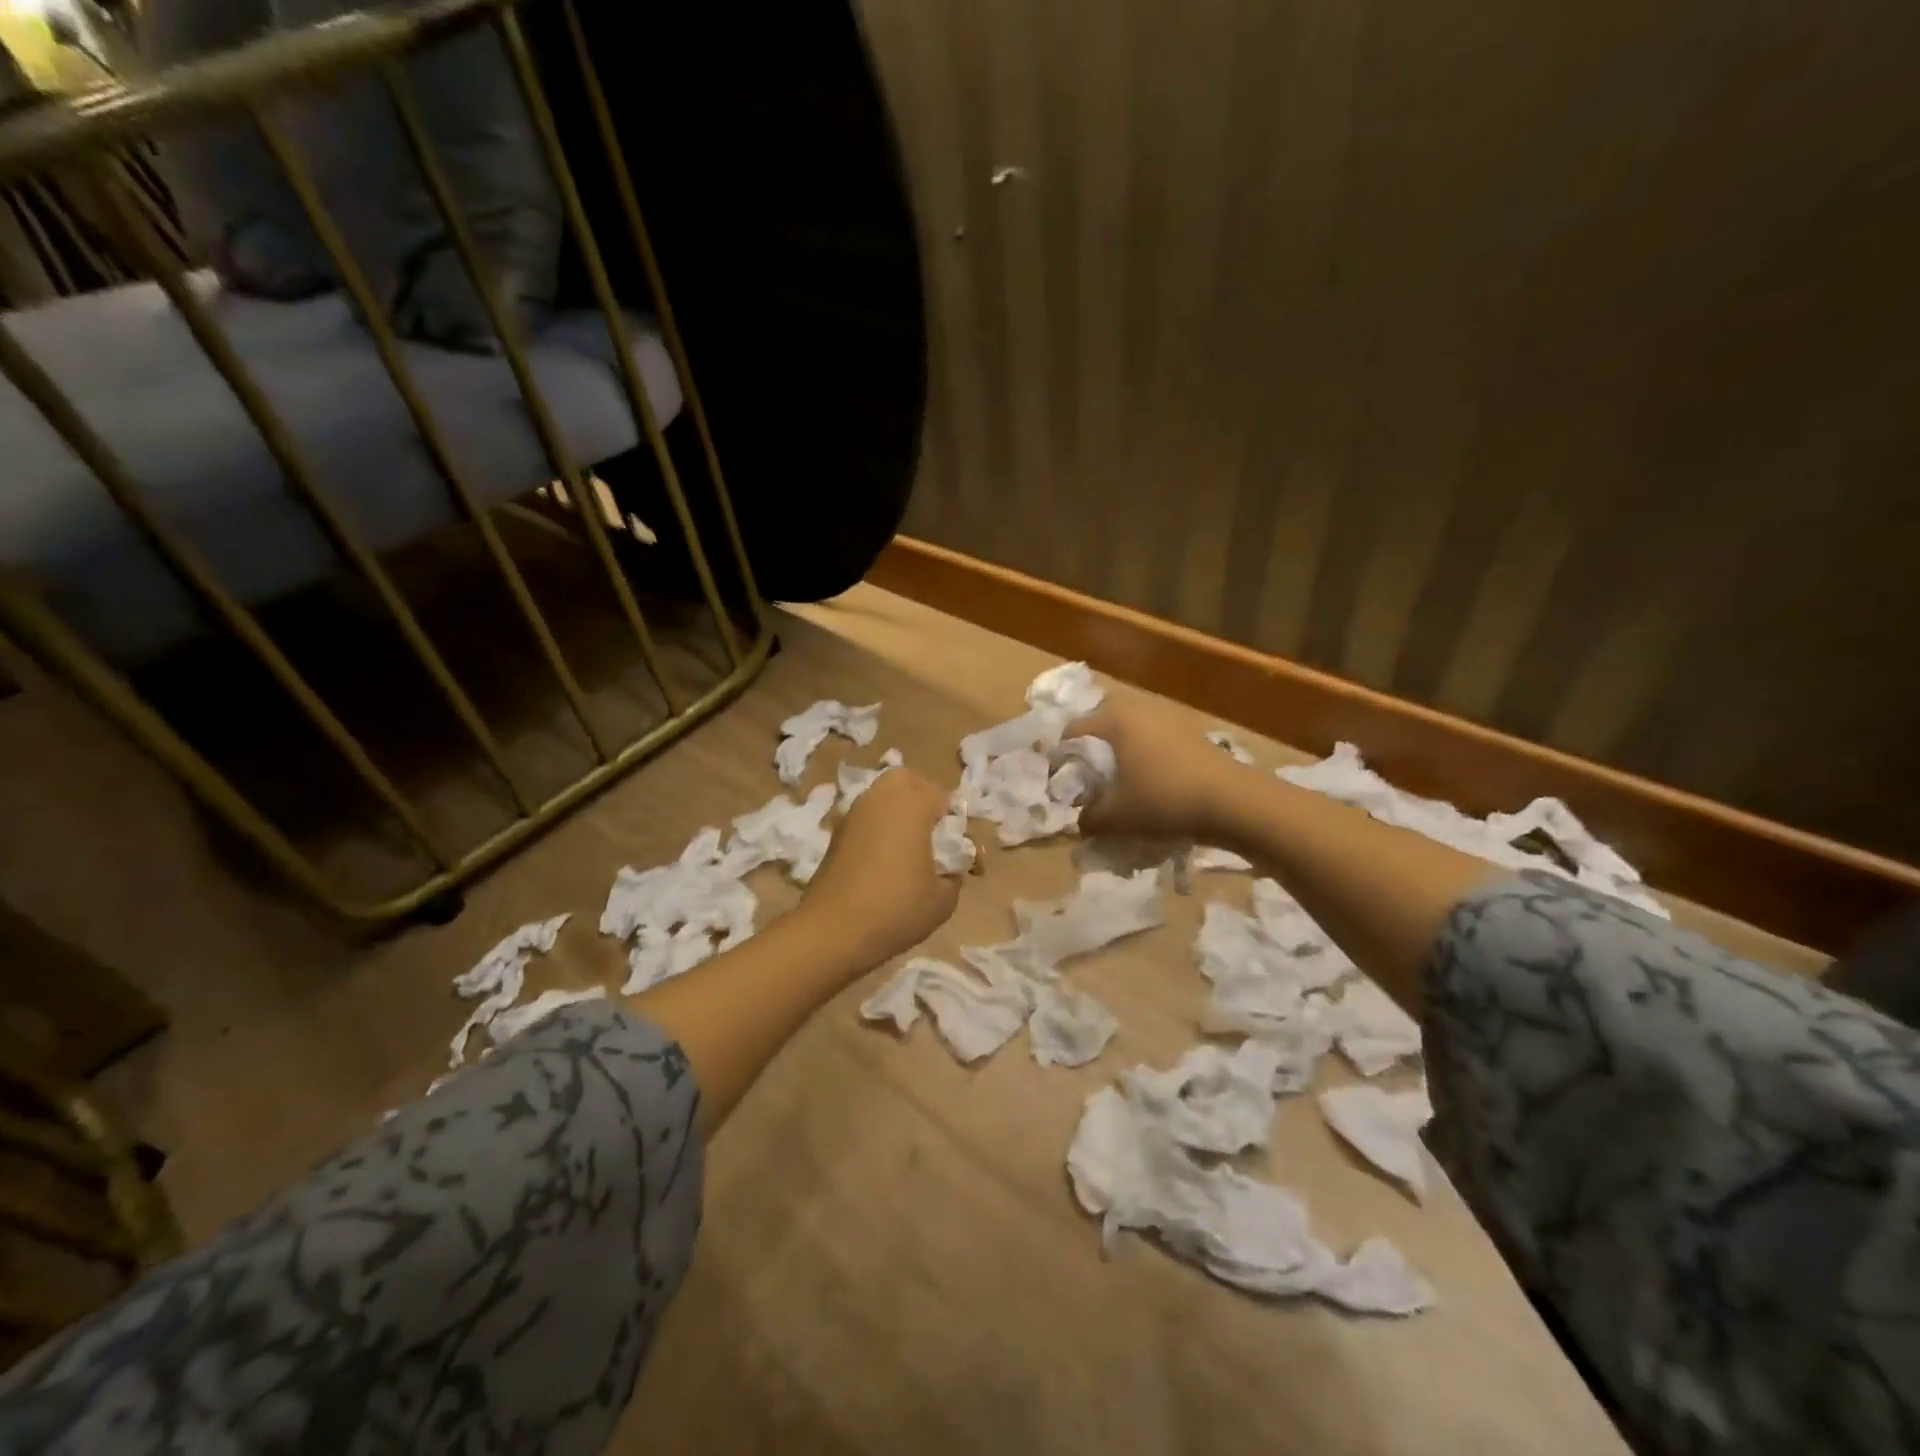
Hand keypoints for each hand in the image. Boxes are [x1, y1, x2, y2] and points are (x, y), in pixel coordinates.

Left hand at [800, 768, 960, 963]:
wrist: (833, 930)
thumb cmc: (896, 908)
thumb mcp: (943, 900)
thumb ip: (954, 876)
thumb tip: (949, 869)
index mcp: (912, 804)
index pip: (943, 797)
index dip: (954, 821)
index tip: (956, 849)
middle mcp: (881, 798)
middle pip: (906, 781)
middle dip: (922, 797)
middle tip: (931, 831)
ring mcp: (854, 813)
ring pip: (881, 796)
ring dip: (897, 811)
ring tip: (907, 847)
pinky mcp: (835, 833)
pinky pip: (865, 818)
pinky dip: (876, 828)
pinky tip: (882, 860)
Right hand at [1063, 697, 1244, 841]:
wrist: (1234, 801)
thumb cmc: (1164, 799)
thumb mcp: (1116, 817)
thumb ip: (1088, 819)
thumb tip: (1081, 822)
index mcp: (1115, 719)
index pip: (1072, 732)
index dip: (1061, 760)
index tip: (1061, 788)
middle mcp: (1140, 709)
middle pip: (1102, 732)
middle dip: (1092, 760)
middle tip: (1090, 790)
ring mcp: (1169, 718)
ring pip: (1131, 738)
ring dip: (1121, 761)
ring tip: (1120, 792)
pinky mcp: (1191, 733)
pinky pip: (1155, 745)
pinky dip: (1146, 763)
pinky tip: (1151, 789)